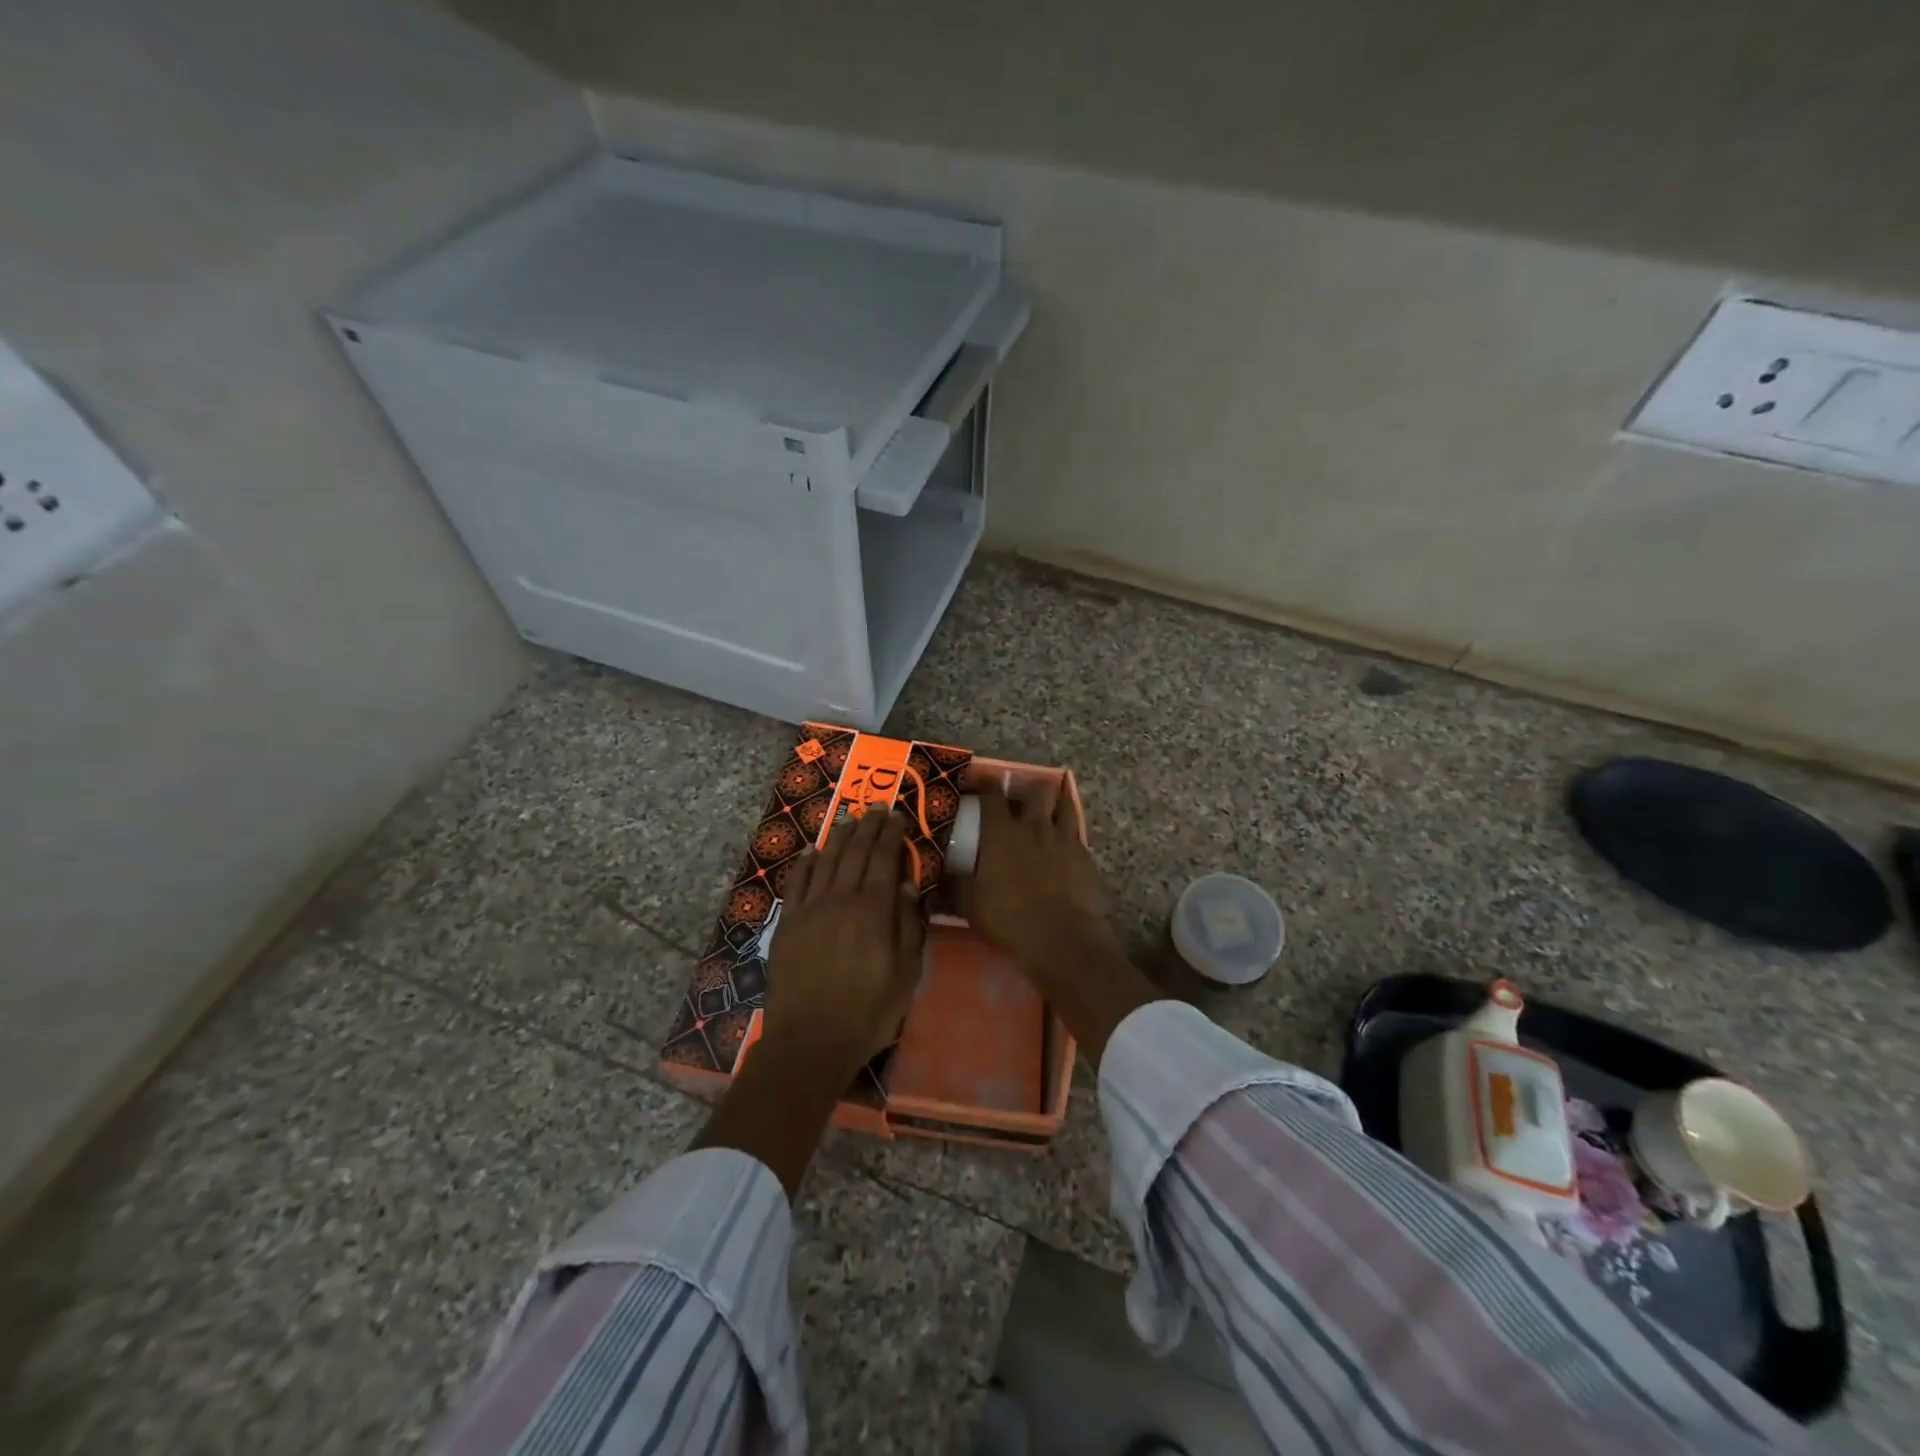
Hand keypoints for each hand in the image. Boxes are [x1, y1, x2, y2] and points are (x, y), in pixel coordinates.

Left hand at [761, 807, 923, 1084]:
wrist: (810, 1041)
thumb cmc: (868, 1012)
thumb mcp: (906, 974)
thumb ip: (908, 926)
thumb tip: (905, 886)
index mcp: (874, 910)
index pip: (884, 859)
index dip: (891, 835)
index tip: (896, 816)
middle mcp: (841, 899)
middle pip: (856, 852)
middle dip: (868, 827)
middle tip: (876, 808)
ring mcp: (811, 909)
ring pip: (826, 861)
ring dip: (839, 837)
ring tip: (849, 819)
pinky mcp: (789, 924)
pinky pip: (796, 883)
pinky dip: (804, 863)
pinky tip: (810, 851)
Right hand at [959, 778, 1109, 966]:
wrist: (1062, 939)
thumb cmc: (1009, 920)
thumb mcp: (970, 906)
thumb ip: (955, 885)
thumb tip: (939, 877)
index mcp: (1001, 833)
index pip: (992, 795)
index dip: (984, 784)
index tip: (977, 783)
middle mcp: (1034, 826)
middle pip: (1034, 790)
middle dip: (1025, 788)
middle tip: (1017, 797)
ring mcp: (1063, 838)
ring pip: (1063, 803)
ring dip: (1053, 802)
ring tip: (1046, 809)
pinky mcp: (1085, 855)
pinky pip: (1077, 832)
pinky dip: (1068, 832)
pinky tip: (1063, 844)